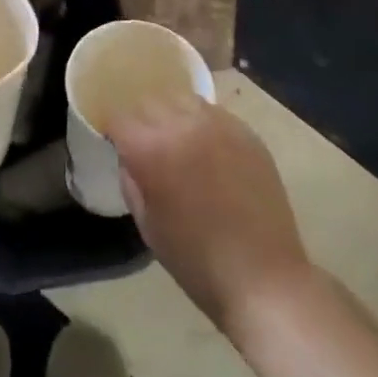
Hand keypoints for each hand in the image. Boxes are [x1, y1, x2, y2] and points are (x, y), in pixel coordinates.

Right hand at [110, 94, 313, 334]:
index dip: (114, 132)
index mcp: (152, 149)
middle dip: (141, 120)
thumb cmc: (196, 259)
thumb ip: (132, 181)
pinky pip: (214, 113)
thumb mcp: (147, 224)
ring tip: (176, 140)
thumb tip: (129, 158)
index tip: (117, 145)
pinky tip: (206, 147)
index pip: (120, 118)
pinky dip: (201, 122)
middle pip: (149, 102)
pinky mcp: (247, 133)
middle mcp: (183, 125)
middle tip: (145, 145)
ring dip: (172, 115)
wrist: (263, 277)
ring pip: (182, 99)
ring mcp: (219, 125)